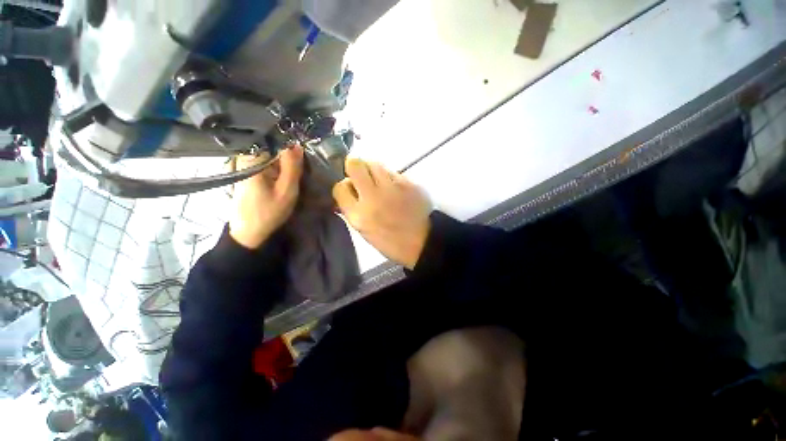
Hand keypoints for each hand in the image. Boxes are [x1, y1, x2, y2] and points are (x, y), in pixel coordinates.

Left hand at [229, 146, 303, 248]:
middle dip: (286, 154)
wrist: (249, 232)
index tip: (301, 152)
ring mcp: (242, 166)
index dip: (289, 144)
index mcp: (252, 160)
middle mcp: (244, 159)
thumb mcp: (286, 191)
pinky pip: (263, 164)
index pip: (273, 140)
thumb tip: (297, 145)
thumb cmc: (268, 212)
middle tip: (299, 166)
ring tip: (291, 172)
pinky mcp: (245, 174)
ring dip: (281, 162)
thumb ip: (292, 167)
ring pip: (267, 156)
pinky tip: (282, 177)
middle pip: (269, 147)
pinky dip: (275, 168)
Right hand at [333, 159, 430, 269]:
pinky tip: (396, 189)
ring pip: (374, 163)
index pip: (340, 187)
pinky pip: (393, 172)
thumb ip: (351, 210)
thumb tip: (347, 190)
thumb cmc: (390, 240)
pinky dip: (391, 178)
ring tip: (380, 182)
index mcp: (359, 216)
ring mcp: (392, 188)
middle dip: (355, 167)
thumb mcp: (364, 231)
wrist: (422, 241)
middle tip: (362, 176)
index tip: (351, 189)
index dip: (345, 186)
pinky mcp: (409, 183)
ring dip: (373, 170)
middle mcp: (373, 198)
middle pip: (355, 164)